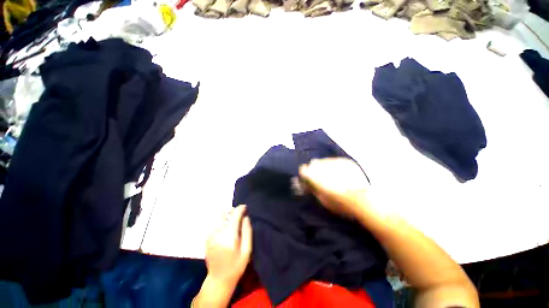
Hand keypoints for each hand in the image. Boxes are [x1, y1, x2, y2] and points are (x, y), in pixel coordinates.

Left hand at [205, 204, 251, 288]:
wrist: (218, 279)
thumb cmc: (236, 265)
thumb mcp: (247, 250)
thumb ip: (247, 231)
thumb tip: (246, 217)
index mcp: (229, 236)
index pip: (234, 215)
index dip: (241, 209)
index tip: (245, 207)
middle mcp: (218, 233)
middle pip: (224, 213)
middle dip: (232, 211)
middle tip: (239, 215)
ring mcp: (210, 235)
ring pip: (218, 217)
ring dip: (227, 216)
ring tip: (233, 222)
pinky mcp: (207, 238)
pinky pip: (215, 224)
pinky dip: (221, 222)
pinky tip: (226, 230)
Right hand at [299, 158, 370, 219]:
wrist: (364, 200)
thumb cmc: (340, 203)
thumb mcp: (322, 200)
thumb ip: (313, 189)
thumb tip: (307, 184)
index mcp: (315, 175)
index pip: (303, 169)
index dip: (304, 173)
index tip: (307, 177)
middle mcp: (323, 165)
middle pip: (314, 162)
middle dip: (314, 168)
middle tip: (320, 176)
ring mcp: (335, 161)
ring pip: (324, 160)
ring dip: (325, 166)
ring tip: (332, 175)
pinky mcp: (345, 161)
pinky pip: (336, 161)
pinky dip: (335, 165)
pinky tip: (341, 173)